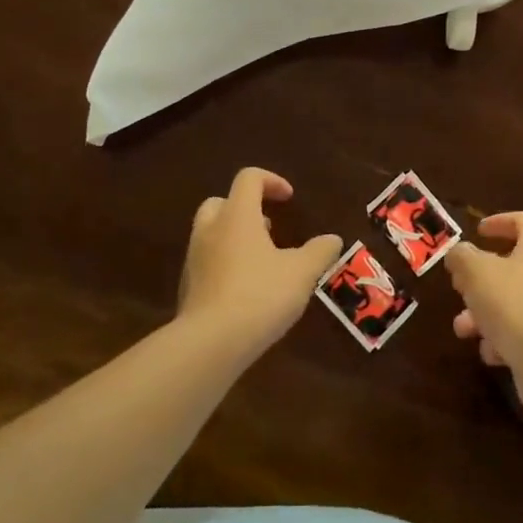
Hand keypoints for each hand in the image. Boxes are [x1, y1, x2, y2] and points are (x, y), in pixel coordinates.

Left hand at [178, 167, 341, 357]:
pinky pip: (207, 262)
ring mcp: (194, 259)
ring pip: (212, 233)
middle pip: (222, 202)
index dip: (271, 181)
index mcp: (237, 216)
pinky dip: (225, 264)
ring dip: (236, 237)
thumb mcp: (301, 273)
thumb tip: (333, 239)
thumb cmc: (260, 295)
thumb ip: (319, 252)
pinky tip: (247, 289)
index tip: (289, 199)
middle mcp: (210, 230)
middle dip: (246, 208)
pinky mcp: (188, 287)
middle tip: (269, 227)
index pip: (249, 178)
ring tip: (263, 261)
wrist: (210, 343)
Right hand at [448, 212, 522, 420]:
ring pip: (510, 303)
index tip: (478, 230)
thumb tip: (459, 254)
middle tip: (459, 285)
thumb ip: (462, 257)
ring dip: (482, 313)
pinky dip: (500, 341)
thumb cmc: (514, 305)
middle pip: (512, 266)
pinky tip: (490, 353)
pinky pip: (520, 334)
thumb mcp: (476, 272)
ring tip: (462, 328)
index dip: (501, 221)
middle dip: (480, 279)